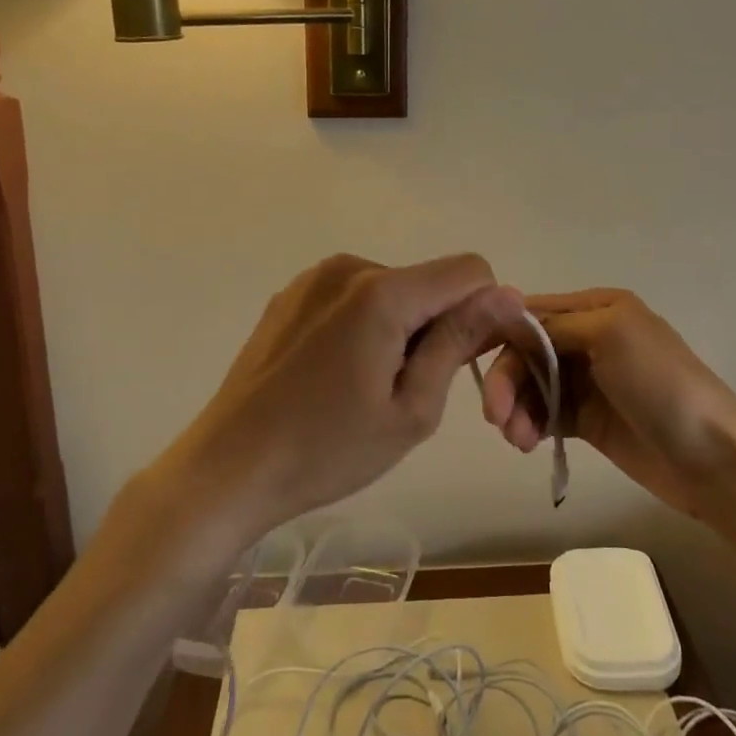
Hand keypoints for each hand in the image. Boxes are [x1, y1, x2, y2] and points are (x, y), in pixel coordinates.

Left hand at [165, 254, 522, 536]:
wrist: (227, 468)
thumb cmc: (327, 450)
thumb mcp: (411, 409)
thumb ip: (459, 342)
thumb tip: (507, 295)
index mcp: (382, 291)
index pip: (469, 271)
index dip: (483, 311)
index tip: (466, 360)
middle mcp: (348, 267)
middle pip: (427, 282)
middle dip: (435, 325)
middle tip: (406, 391)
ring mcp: (313, 278)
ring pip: (391, 289)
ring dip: (398, 327)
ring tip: (364, 386)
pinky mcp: (290, 295)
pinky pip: (352, 296)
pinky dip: (363, 325)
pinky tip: (333, 374)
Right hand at [479, 289, 735, 518]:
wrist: (712, 458)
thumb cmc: (661, 384)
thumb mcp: (610, 334)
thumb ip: (555, 324)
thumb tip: (507, 317)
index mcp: (597, 307)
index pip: (532, 313)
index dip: (500, 333)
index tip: (470, 359)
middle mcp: (588, 337)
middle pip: (527, 352)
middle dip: (507, 380)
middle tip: (496, 417)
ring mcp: (588, 381)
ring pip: (531, 385)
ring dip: (515, 408)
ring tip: (517, 439)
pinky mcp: (587, 419)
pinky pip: (544, 414)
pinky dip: (530, 425)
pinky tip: (528, 443)